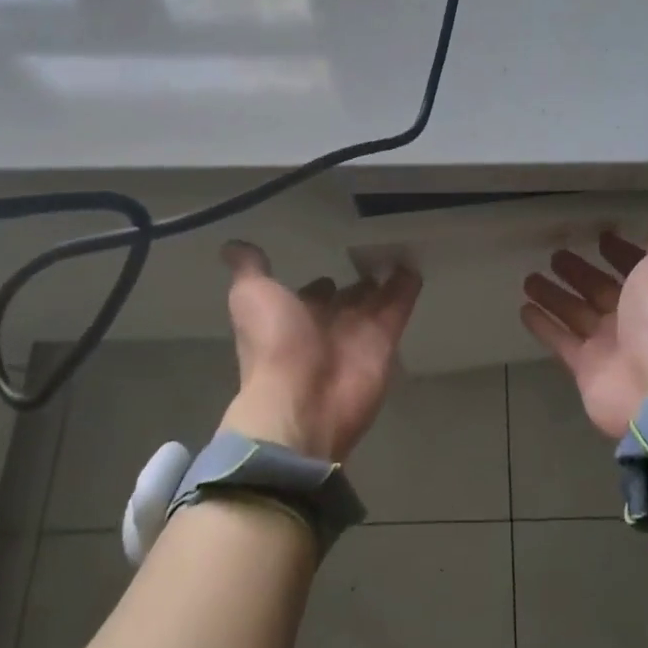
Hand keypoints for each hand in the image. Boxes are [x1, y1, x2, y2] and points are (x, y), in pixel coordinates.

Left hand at [219, 242, 421, 462]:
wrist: (302, 402)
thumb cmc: (272, 347)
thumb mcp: (251, 297)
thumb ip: (250, 269)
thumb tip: (231, 245)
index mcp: (294, 315)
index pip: (314, 292)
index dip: (321, 282)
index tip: (335, 259)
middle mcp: (327, 324)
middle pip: (349, 297)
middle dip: (359, 280)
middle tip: (378, 251)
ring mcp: (359, 332)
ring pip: (377, 299)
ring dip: (388, 278)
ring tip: (402, 249)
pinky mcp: (387, 338)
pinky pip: (401, 305)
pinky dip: (409, 286)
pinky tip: (416, 261)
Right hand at [520, 219, 647, 438]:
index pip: (637, 268)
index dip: (621, 253)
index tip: (600, 238)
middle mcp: (635, 320)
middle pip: (601, 290)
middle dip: (580, 272)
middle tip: (555, 255)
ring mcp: (610, 345)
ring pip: (576, 312)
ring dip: (554, 295)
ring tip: (529, 278)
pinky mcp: (586, 368)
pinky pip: (560, 340)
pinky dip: (543, 325)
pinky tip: (524, 308)